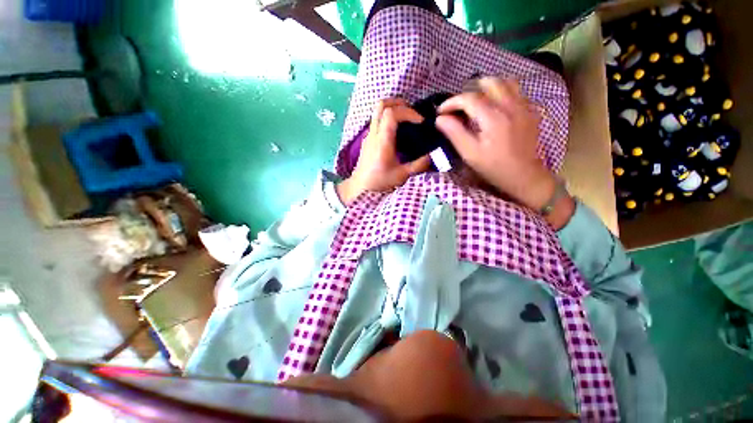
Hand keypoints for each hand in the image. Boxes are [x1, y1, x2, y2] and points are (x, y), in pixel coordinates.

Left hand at [337, 99, 431, 205]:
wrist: (360, 188)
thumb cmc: (379, 182)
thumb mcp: (401, 175)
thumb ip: (418, 165)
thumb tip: (433, 156)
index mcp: (382, 141)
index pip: (392, 114)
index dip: (408, 112)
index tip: (420, 121)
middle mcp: (374, 134)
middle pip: (381, 105)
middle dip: (399, 103)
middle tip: (413, 112)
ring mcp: (369, 135)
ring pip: (377, 110)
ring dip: (392, 107)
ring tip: (407, 117)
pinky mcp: (368, 139)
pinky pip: (376, 119)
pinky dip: (388, 116)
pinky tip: (397, 129)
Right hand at [435, 78, 556, 210]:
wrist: (524, 176)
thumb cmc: (494, 167)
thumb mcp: (470, 154)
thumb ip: (455, 133)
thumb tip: (440, 119)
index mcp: (493, 118)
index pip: (469, 98)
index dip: (451, 102)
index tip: (441, 111)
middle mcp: (510, 105)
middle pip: (489, 82)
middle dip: (470, 90)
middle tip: (460, 106)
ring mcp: (524, 106)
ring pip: (506, 82)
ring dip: (488, 88)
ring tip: (478, 102)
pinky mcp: (531, 110)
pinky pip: (516, 91)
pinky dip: (502, 93)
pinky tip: (495, 108)